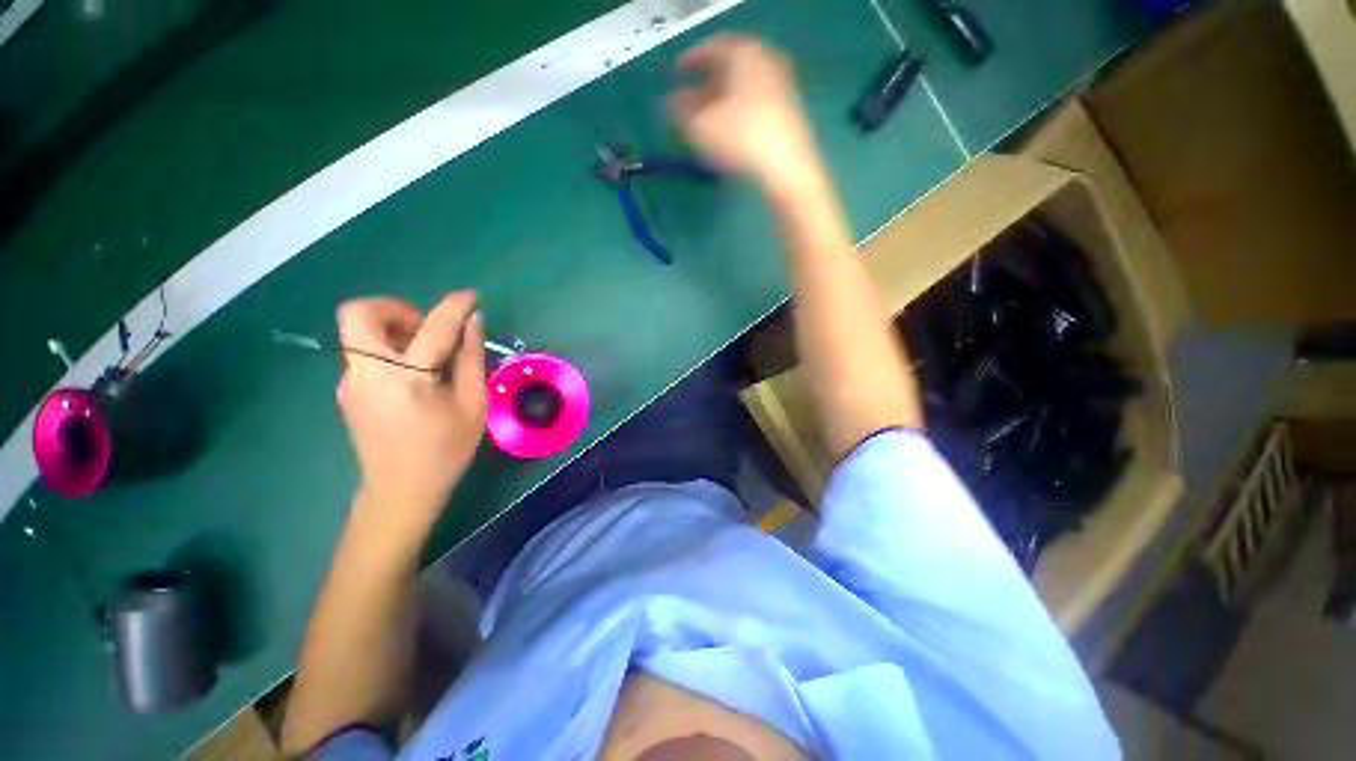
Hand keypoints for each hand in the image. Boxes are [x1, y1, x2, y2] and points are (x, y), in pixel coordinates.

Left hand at [335, 292, 486, 545]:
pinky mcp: (347, 390)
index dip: (455, 306)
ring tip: (425, 354)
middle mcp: (367, 372)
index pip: (433, 327)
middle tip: (427, 329)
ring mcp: (350, 381)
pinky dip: (388, 349)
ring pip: (358, 332)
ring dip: (391, 328)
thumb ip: (472, 359)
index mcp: (406, 378)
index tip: (471, 298)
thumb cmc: (446, 450)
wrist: (400, 492)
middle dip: (395, 309)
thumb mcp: (473, 405)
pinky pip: (363, 353)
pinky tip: (413, 375)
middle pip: (359, 313)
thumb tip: (474, 322)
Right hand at [668, 35, 821, 192]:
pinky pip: (754, 104)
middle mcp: (765, 61)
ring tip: (704, 125)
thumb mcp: (699, 127)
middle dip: (705, 86)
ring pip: (741, 88)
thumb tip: (671, 103)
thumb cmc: (740, 139)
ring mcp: (780, 85)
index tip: (676, 74)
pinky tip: (727, 135)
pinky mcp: (787, 111)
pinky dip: (737, 113)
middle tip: (688, 103)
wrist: (786, 167)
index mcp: (744, 53)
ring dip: (720, 102)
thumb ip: (679, 111)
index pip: (711, 48)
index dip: (690, 61)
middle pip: (728, 68)